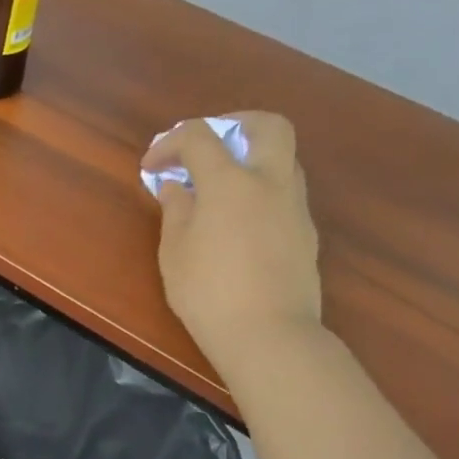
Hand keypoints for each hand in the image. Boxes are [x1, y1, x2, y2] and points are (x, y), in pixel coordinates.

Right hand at [144, 111, 320, 371]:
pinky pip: (285, 192)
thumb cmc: (209, 294)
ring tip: (222, 187)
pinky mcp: (306, 232)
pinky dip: (262, 190)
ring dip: (252, 158)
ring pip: (282, 158)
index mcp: (230, 182)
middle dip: (235, 124)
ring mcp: (295, 207)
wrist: (269, 334)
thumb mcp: (174, 254)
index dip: (170, 142)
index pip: (199, 137)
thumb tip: (176, 187)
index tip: (152, 166)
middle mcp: (270, 182)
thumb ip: (175, 211)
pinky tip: (240, 221)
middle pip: (266, 125)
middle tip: (209, 145)